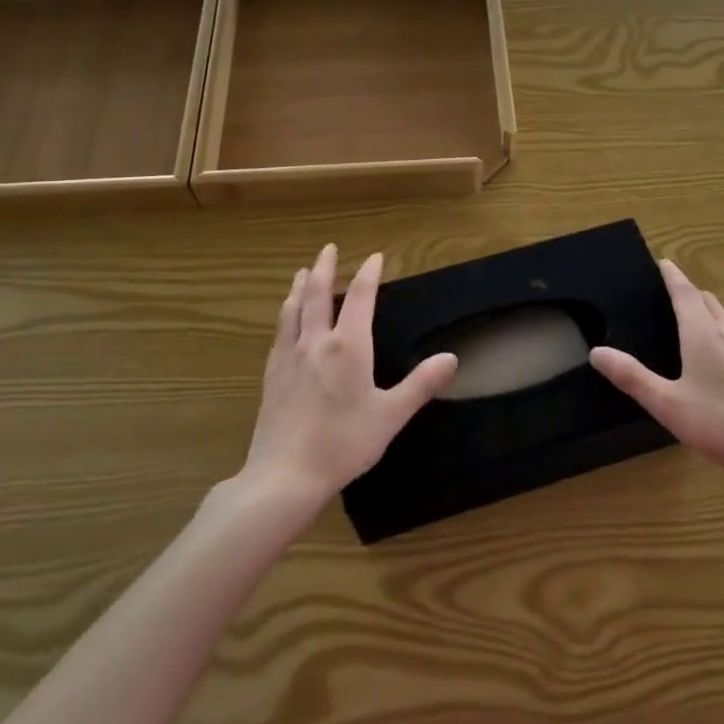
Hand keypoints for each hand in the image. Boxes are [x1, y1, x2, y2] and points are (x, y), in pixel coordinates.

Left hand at [240, 244, 457, 511]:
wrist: (285, 475)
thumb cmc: (344, 444)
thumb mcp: (391, 416)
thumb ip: (421, 385)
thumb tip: (451, 358)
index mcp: (348, 346)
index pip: (359, 298)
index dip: (368, 274)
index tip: (374, 257)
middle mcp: (316, 342)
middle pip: (317, 294)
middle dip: (324, 268)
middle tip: (328, 248)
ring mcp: (289, 356)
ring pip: (293, 309)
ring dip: (299, 286)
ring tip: (301, 272)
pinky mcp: (272, 374)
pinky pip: (279, 331)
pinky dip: (285, 313)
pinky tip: (285, 319)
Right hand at [589, 259, 723, 489]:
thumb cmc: (721, 424)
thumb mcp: (667, 404)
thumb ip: (632, 377)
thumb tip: (597, 352)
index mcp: (703, 335)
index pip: (685, 293)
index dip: (672, 276)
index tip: (662, 262)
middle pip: (707, 302)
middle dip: (688, 292)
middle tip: (667, 293)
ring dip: (705, 312)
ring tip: (687, 321)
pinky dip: (718, 334)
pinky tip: (713, 359)